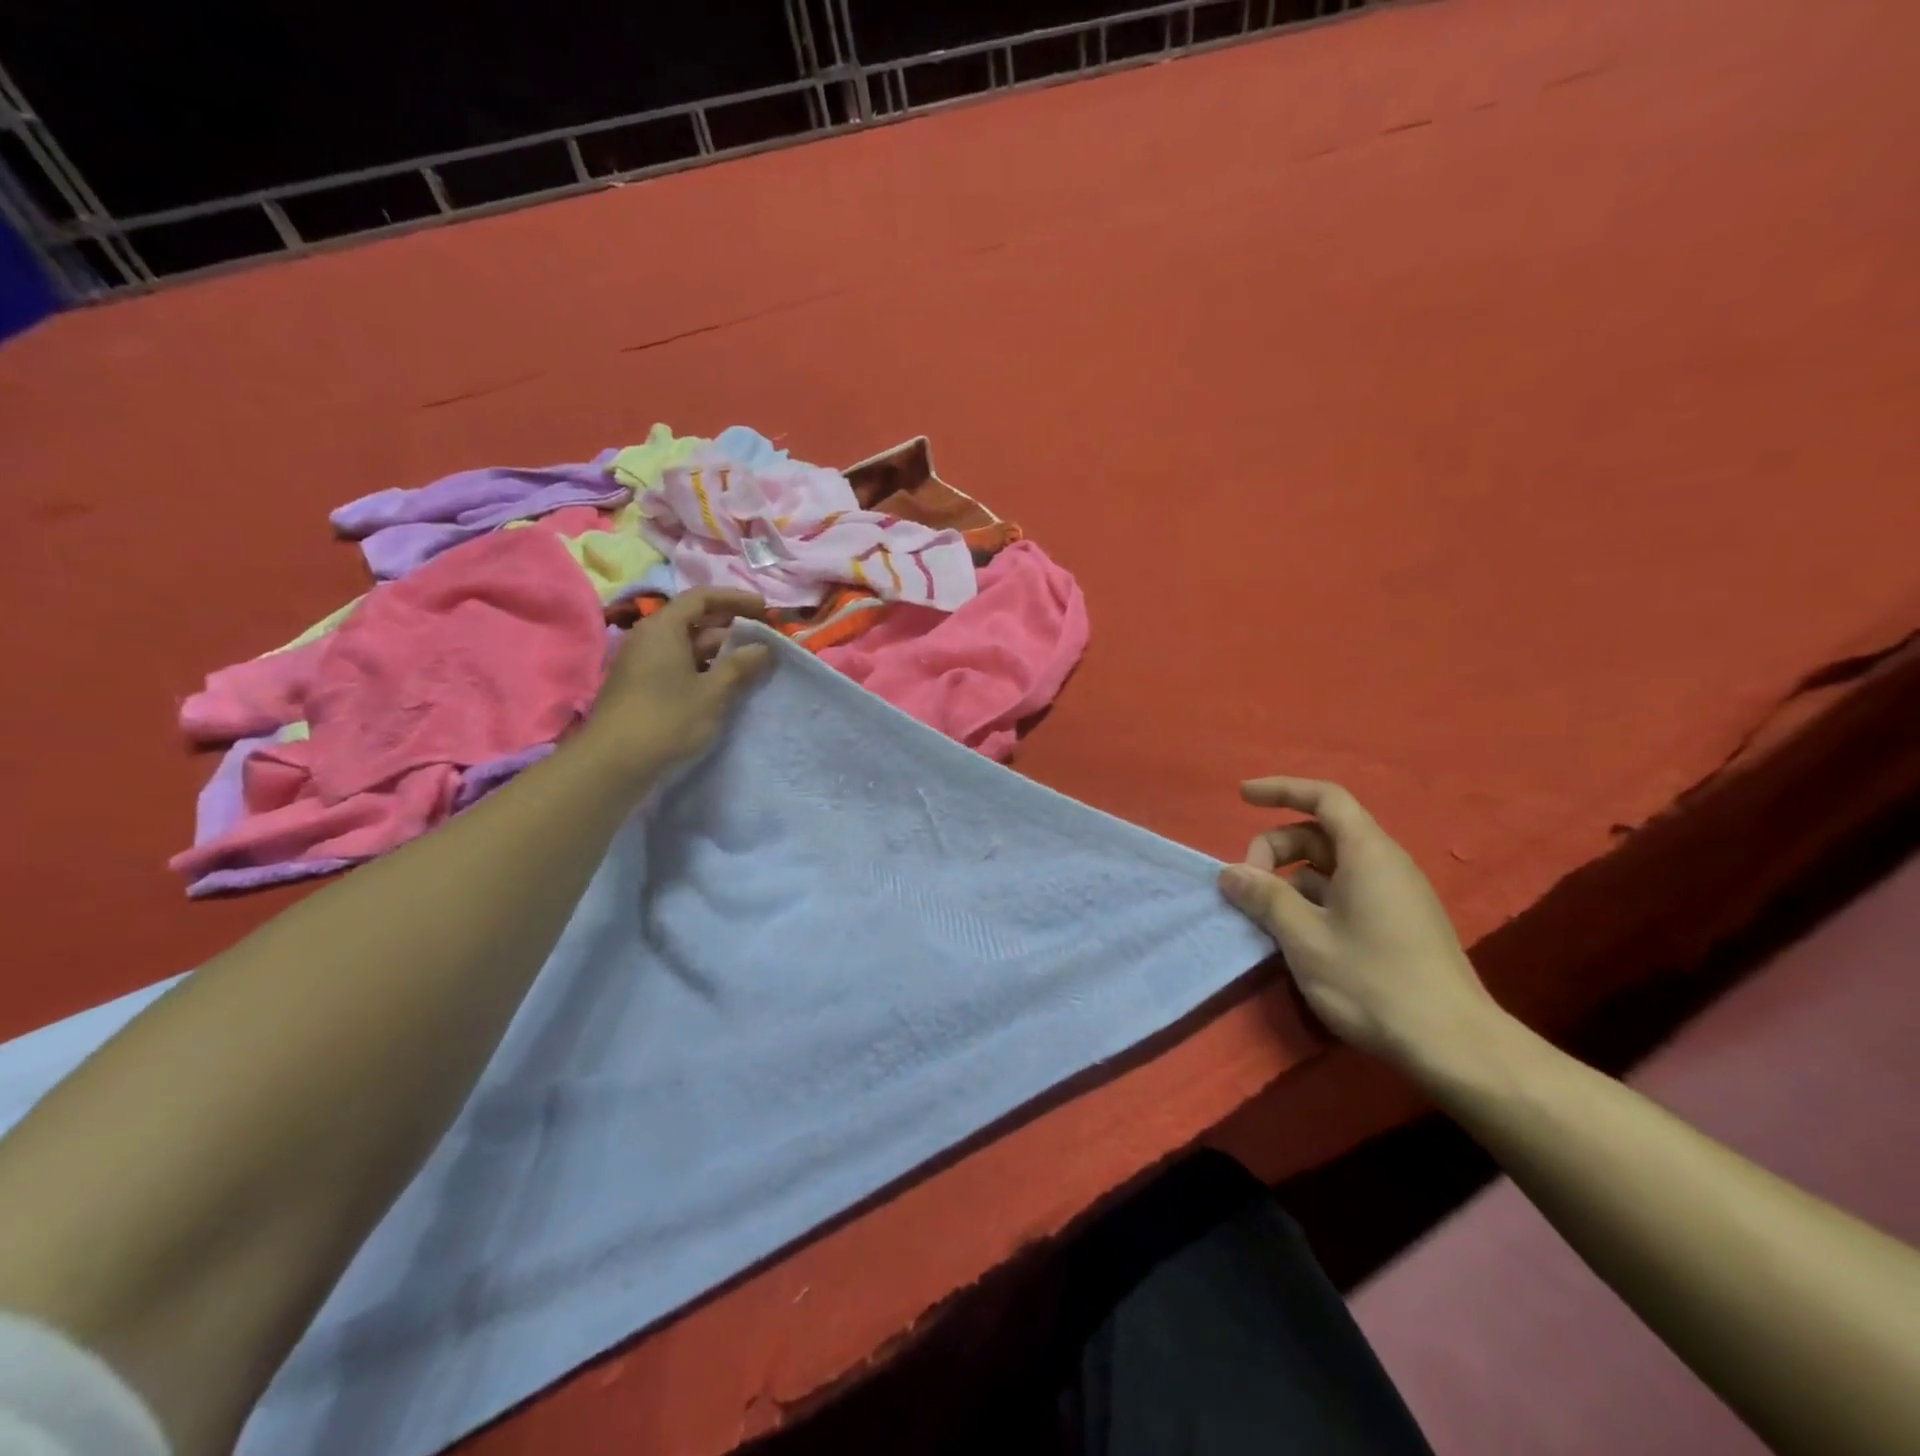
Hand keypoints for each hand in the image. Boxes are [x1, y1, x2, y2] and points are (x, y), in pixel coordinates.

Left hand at [579, 588, 771, 781]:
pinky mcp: (640, 688)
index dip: (735, 599)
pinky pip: (677, 667)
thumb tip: (763, 647)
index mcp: (664, 628)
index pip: (702, 598)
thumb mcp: (713, 692)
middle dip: (730, 629)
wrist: (614, 764)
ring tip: (751, 667)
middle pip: (694, 621)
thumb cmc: (667, 719)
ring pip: (686, 647)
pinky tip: (724, 689)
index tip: (765, 609)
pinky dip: (703, 670)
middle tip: (763, 641)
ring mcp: (641, 664)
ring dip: (719, 653)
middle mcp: (649, 638)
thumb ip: (740, 666)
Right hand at [1217, 776, 1506, 1075]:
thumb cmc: (1373, 981)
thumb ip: (1265, 897)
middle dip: (1276, 848)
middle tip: (1246, 886)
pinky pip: (1345, 891)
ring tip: (1263, 912)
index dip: (1281, 790)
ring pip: (1331, 866)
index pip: (1324, 798)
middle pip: (1321, 833)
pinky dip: (1311, 898)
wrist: (1454, 1046)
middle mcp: (1385, 864)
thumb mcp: (1304, 938)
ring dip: (1290, 878)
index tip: (1242, 797)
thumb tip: (1230, 872)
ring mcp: (1395, 895)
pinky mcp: (1398, 924)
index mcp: (1367, 853)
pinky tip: (1294, 932)